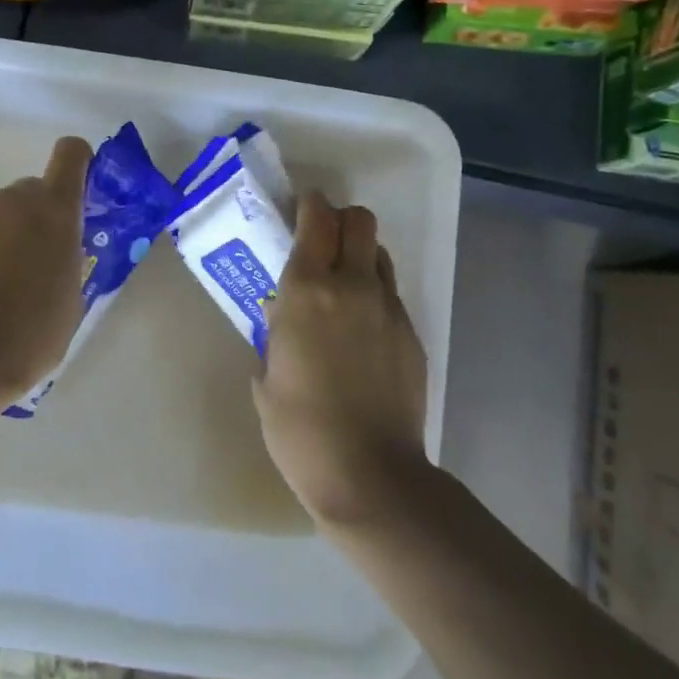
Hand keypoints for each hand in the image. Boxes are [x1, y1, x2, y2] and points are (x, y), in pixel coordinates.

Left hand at [0, 135, 91, 407]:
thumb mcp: (72, 297)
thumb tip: (53, 252)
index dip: (77, 164)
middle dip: (34, 219)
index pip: (71, 154)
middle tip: (33, 265)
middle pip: (28, 192)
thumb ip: (66, 258)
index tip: (77, 192)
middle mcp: (9, 202)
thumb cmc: (33, 333)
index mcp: (53, 210)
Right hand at [254, 192, 430, 528]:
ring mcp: (387, 307)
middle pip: (358, 220)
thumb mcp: (267, 377)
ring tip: (342, 285)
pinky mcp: (410, 332)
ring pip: (378, 253)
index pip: (315, 220)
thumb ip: (274, 333)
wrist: (369, 474)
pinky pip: (390, 293)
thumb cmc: (300, 429)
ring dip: (359, 255)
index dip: (309, 204)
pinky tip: (361, 330)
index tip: (300, 209)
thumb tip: (281, 313)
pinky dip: (374, 293)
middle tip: (322, 241)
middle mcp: (350, 286)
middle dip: (340, 219)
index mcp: (306, 290)